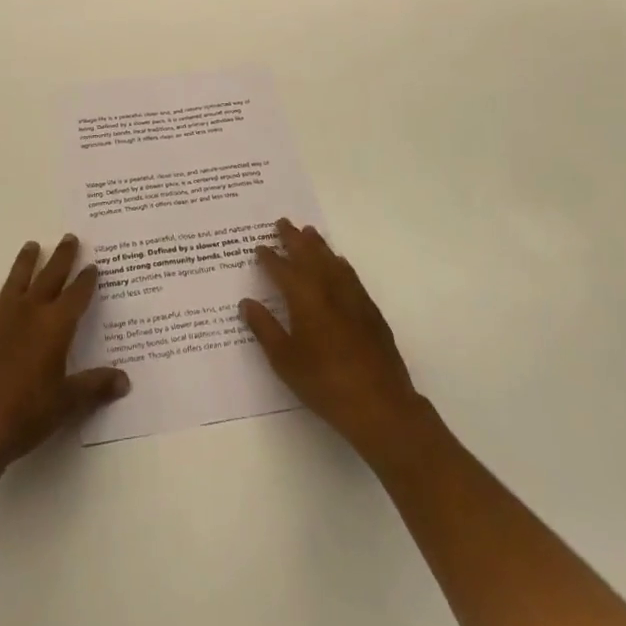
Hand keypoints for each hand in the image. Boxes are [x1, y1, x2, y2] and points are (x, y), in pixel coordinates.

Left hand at [0, 235, 128, 471]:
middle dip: (62, 257)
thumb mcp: (67, 402)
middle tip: (69, 237)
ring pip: (17, 281)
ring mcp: (2, 319)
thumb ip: (95, 386)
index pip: (76, 295)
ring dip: (25, 262)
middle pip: (49, 277)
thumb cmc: (27, 413)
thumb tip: (125, 381)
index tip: (93, 265)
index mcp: (55, 325)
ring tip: (32, 245)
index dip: (86, 280)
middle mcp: (30, 313)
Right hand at [240, 218, 423, 460]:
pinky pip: (350, 275)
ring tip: (309, 232)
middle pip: (309, 255)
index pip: (282, 269)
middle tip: (282, 222)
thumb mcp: (285, 360)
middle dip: (294, 238)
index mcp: (304, 297)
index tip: (259, 247)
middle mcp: (328, 288)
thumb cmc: (324, 382)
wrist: (379, 404)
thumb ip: (264, 328)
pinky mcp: (370, 310)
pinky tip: (339, 262)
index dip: (269, 257)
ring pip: (331, 260)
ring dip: (318, 244)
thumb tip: (247, 302)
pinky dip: (339, 263)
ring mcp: (352, 297)